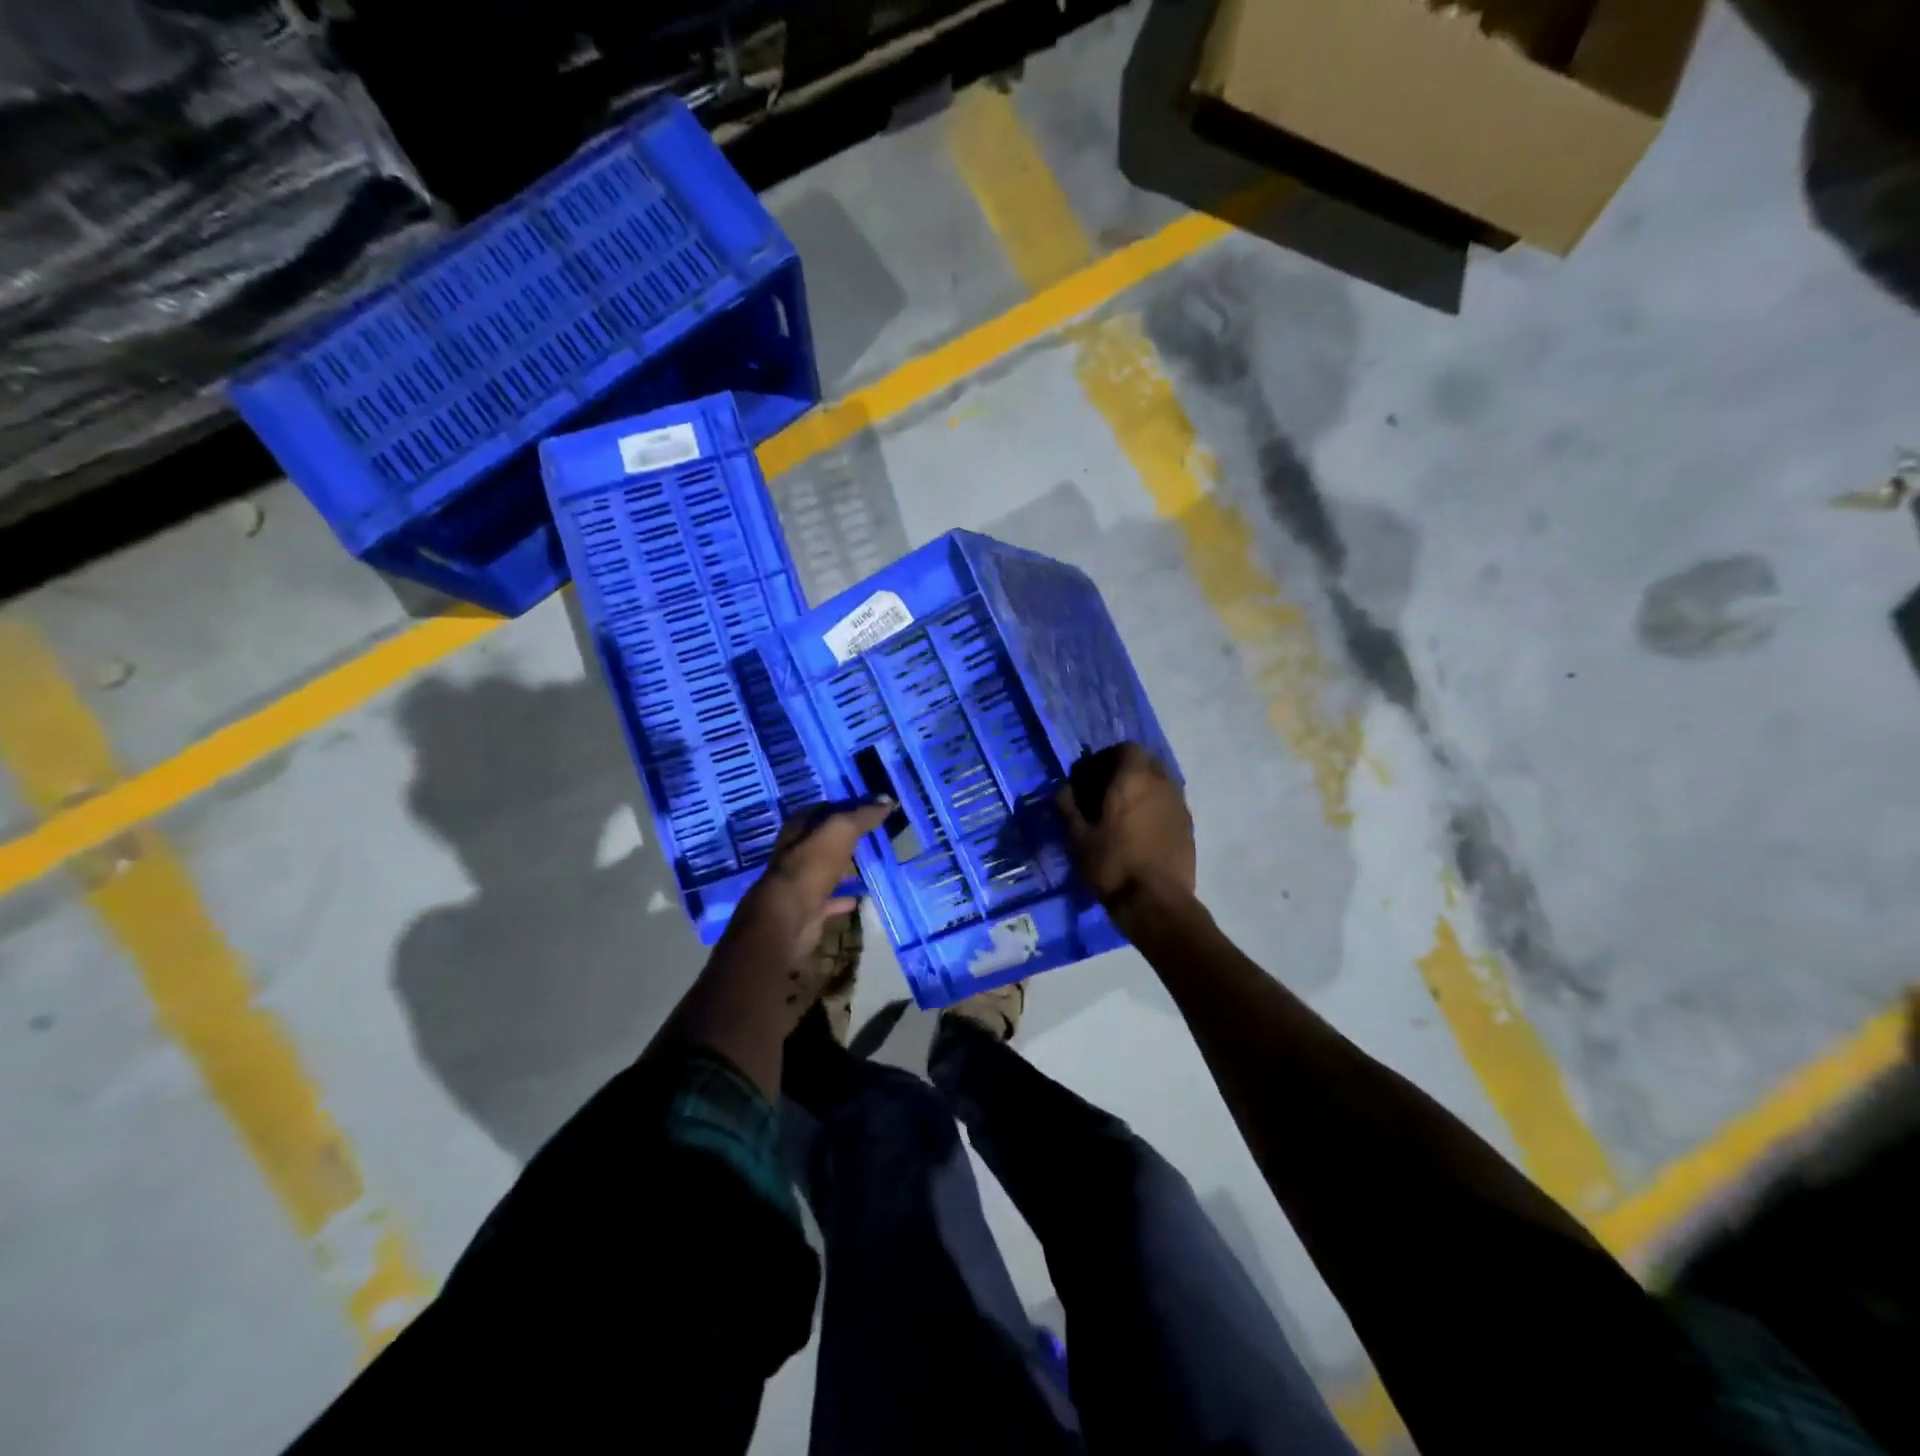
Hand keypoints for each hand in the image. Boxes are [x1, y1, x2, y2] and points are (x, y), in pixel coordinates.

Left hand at [718, 799, 891, 975]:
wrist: (790, 917)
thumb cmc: (812, 865)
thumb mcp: (841, 830)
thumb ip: (863, 815)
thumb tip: (888, 799)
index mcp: (799, 828)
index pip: (824, 809)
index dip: (847, 806)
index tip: (873, 807)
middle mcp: (796, 852)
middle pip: (826, 839)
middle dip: (847, 836)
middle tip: (877, 833)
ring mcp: (802, 881)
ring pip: (828, 868)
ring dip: (846, 866)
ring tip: (873, 862)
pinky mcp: (809, 907)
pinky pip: (832, 898)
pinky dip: (846, 897)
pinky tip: (865, 895)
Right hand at [1055, 744, 1195, 926]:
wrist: (1156, 902)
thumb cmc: (1113, 864)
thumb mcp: (1079, 838)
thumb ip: (1068, 808)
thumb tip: (1062, 790)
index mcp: (1133, 778)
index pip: (1126, 748)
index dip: (1107, 758)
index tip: (1091, 777)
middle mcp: (1161, 783)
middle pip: (1146, 762)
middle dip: (1126, 771)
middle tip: (1105, 792)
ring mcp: (1179, 804)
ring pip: (1160, 783)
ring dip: (1142, 789)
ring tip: (1123, 813)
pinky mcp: (1189, 826)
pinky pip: (1169, 804)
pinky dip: (1155, 807)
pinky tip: (1140, 831)